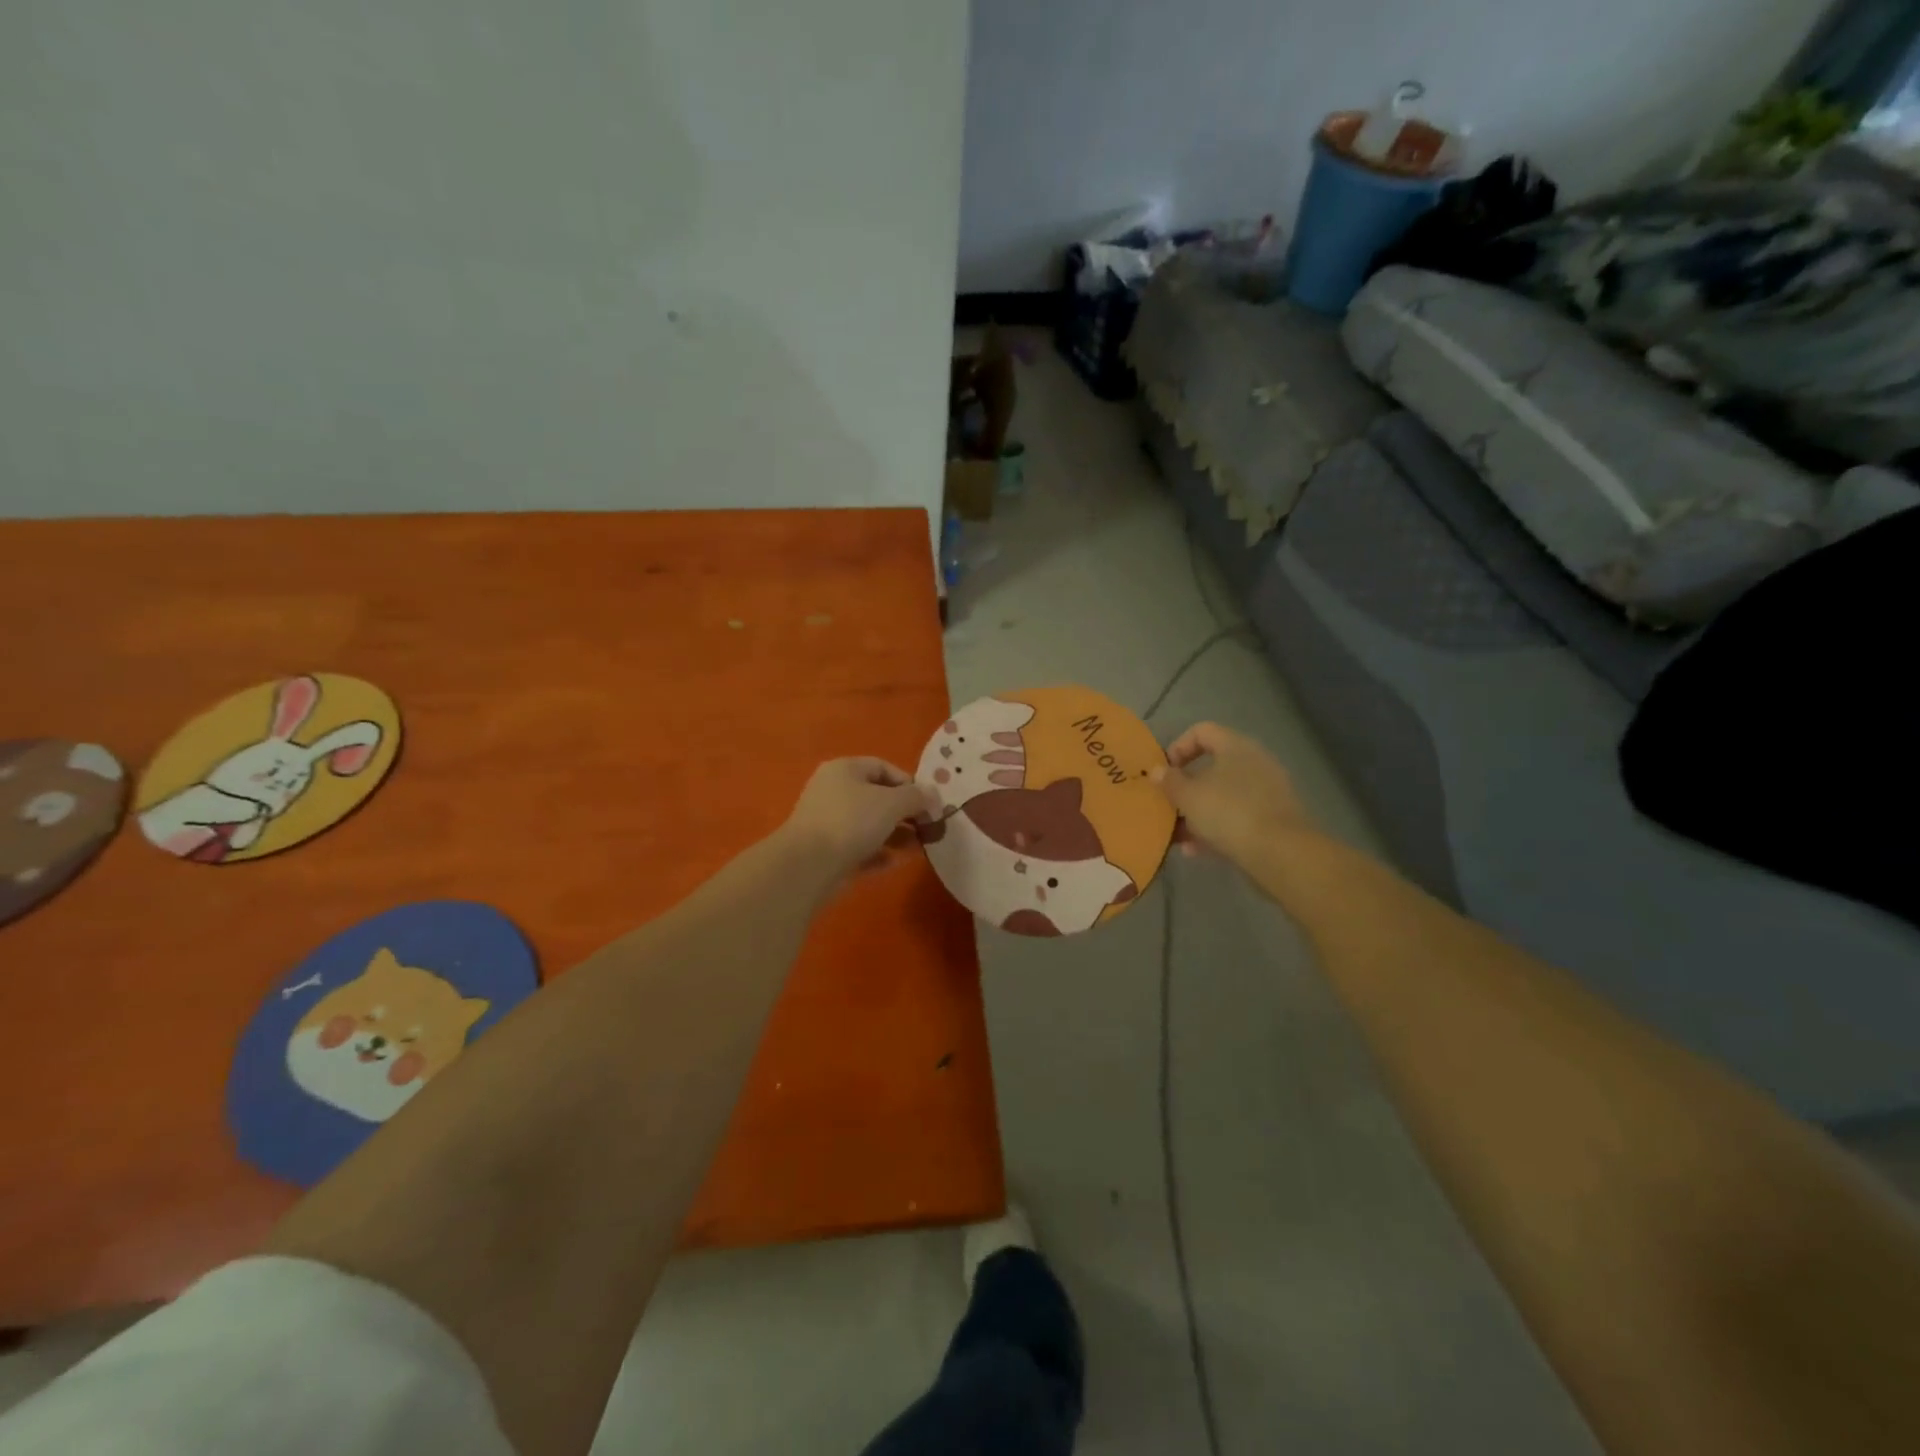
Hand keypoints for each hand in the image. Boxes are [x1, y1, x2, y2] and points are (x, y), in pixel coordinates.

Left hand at [782, 757, 936, 876]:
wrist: (808, 864)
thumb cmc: (852, 821)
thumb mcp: (892, 803)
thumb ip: (917, 797)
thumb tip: (933, 794)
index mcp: (845, 769)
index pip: (883, 767)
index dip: (909, 783)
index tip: (928, 804)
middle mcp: (833, 790)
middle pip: (876, 796)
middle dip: (904, 812)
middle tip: (926, 827)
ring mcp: (827, 821)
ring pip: (868, 824)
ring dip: (894, 834)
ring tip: (917, 847)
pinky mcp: (825, 850)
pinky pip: (857, 846)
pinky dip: (876, 852)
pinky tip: (893, 863)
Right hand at [1149, 722, 1320, 869]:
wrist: (1281, 853)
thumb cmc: (1228, 812)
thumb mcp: (1188, 797)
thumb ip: (1169, 781)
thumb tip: (1157, 771)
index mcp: (1235, 746)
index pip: (1201, 731)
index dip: (1178, 747)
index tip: (1164, 772)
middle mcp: (1254, 762)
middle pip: (1211, 767)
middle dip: (1185, 788)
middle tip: (1167, 805)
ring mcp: (1266, 791)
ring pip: (1222, 795)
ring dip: (1197, 813)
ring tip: (1177, 835)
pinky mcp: (1272, 819)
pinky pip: (1236, 817)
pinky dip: (1215, 829)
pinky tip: (1196, 850)